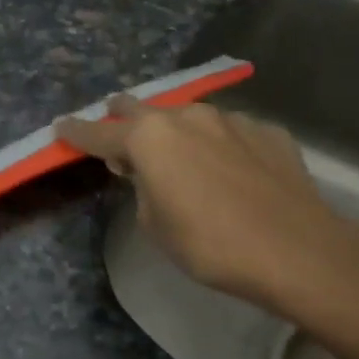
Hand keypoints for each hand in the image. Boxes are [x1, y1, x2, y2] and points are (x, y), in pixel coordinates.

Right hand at [58, 95, 358, 322]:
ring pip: (188, 117)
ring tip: (183, 159)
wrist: (298, 250)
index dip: (76, 132)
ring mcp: (230, 119)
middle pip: (140, 108)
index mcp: (148, 138)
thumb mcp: (156, 225)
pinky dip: (219, 146)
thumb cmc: (211, 244)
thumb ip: (143, 188)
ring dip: (176, 133)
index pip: (99, 132)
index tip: (60, 127)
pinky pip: (230, 133)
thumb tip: (147, 172)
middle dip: (123, 119)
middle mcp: (185, 116)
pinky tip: (232, 171)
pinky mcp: (267, 130)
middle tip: (119, 139)